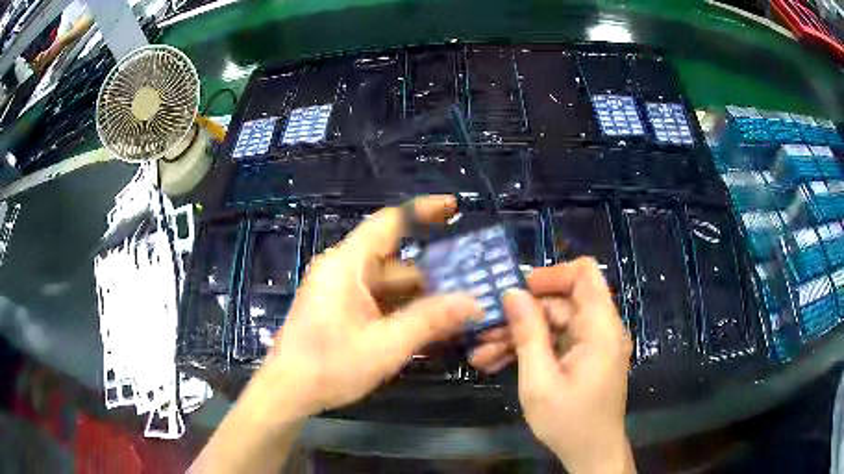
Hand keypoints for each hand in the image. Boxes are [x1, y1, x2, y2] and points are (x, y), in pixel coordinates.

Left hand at [247, 195, 481, 419]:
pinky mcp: (341, 310)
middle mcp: (342, 271)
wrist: (288, 392)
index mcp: (346, 265)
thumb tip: (473, 302)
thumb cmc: (329, 366)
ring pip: (389, 285)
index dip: (423, 211)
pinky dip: (402, 311)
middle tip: (471, 282)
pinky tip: (429, 327)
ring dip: (420, 297)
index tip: (454, 207)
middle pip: (395, 261)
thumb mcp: (385, 345)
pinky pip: (378, 302)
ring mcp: (340, 292)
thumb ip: (430, 320)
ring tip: (459, 309)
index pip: (389, 223)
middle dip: (432, 273)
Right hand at [471, 259, 633, 473]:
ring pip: (553, 324)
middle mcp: (600, 329)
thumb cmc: (569, 422)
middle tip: (483, 331)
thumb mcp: (540, 381)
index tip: (518, 290)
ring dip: (518, 335)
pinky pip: (555, 342)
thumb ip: (528, 334)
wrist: (591, 453)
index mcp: (600, 328)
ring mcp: (592, 344)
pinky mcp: (583, 358)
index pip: (584, 274)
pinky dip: (529, 349)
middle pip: (560, 302)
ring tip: (481, 354)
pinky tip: (496, 363)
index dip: (551, 274)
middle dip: (521, 315)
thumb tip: (512, 293)